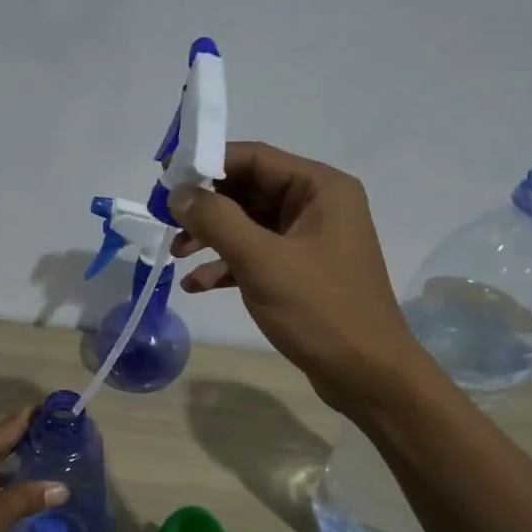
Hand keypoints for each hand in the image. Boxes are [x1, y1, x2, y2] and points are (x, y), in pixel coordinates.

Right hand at [170, 142, 420, 411]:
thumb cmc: (319, 309)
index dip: (206, 162)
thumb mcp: (262, 260)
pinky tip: (195, 285)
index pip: (254, 158)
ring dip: (211, 237)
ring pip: (249, 225)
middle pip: (248, 190)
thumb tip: (178, 193)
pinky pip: (256, 256)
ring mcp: (310, 241)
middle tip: (165, 220)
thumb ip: (216, 220)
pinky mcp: (301, 273)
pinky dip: (226, 266)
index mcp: (320, 188)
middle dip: (206, 206)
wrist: (366, 373)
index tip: (165, 178)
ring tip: (176, 254)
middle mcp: (317, 206)